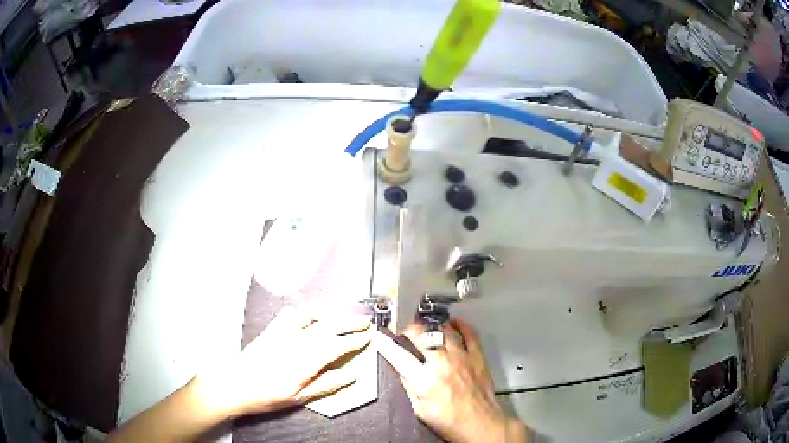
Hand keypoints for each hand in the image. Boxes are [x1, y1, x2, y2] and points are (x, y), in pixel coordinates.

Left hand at [195, 307, 370, 417]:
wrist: (235, 383)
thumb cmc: (268, 395)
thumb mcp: (300, 397)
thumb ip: (326, 384)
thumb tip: (351, 376)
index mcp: (307, 359)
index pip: (338, 345)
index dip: (356, 340)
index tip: (369, 336)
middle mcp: (298, 339)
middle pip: (330, 326)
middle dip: (351, 322)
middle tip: (366, 321)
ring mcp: (284, 330)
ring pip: (314, 315)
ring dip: (332, 313)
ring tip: (344, 316)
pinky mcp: (273, 327)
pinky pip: (294, 313)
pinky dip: (308, 311)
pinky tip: (313, 315)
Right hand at [374, 320, 527, 442]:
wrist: (480, 424)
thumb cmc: (450, 422)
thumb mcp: (420, 409)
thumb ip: (409, 386)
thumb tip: (400, 368)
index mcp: (425, 381)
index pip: (399, 356)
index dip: (385, 343)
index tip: (379, 335)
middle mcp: (443, 365)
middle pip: (421, 335)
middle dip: (408, 329)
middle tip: (404, 332)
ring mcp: (462, 358)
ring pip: (444, 330)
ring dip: (432, 326)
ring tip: (426, 328)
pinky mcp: (477, 357)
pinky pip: (470, 334)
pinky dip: (461, 326)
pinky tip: (454, 324)